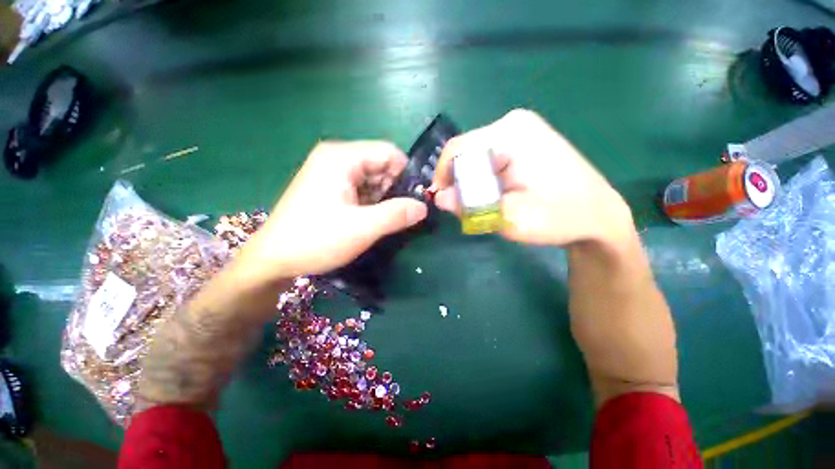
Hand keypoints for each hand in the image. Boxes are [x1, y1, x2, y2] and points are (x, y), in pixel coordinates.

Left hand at [238, 141, 427, 279]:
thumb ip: (397, 214)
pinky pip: (360, 188)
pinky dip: (370, 202)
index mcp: (342, 157)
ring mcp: (331, 172)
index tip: (412, 200)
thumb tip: (424, 207)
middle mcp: (336, 157)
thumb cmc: (316, 239)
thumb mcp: (362, 228)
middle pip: (380, 164)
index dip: (405, 175)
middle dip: (393, 189)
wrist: (273, 259)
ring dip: (382, 198)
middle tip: (395, 216)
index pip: (389, 152)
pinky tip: (366, 219)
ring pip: (372, 178)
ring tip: (379, 220)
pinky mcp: (329, 187)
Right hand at [432, 109, 632, 246]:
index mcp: (510, 135)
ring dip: (471, 182)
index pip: (457, 150)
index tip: (443, 202)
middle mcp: (512, 123)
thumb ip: (469, 206)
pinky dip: (483, 178)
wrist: (598, 215)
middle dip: (459, 182)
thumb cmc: (558, 218)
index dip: (443, 176)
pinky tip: (496, 194)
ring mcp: (520, 129)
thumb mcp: (508, 218)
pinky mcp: (524, 140)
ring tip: (483, 204)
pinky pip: (489, 158)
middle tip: (465, 209)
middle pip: (466, 152)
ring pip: (476, 156)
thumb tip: (438, 197)